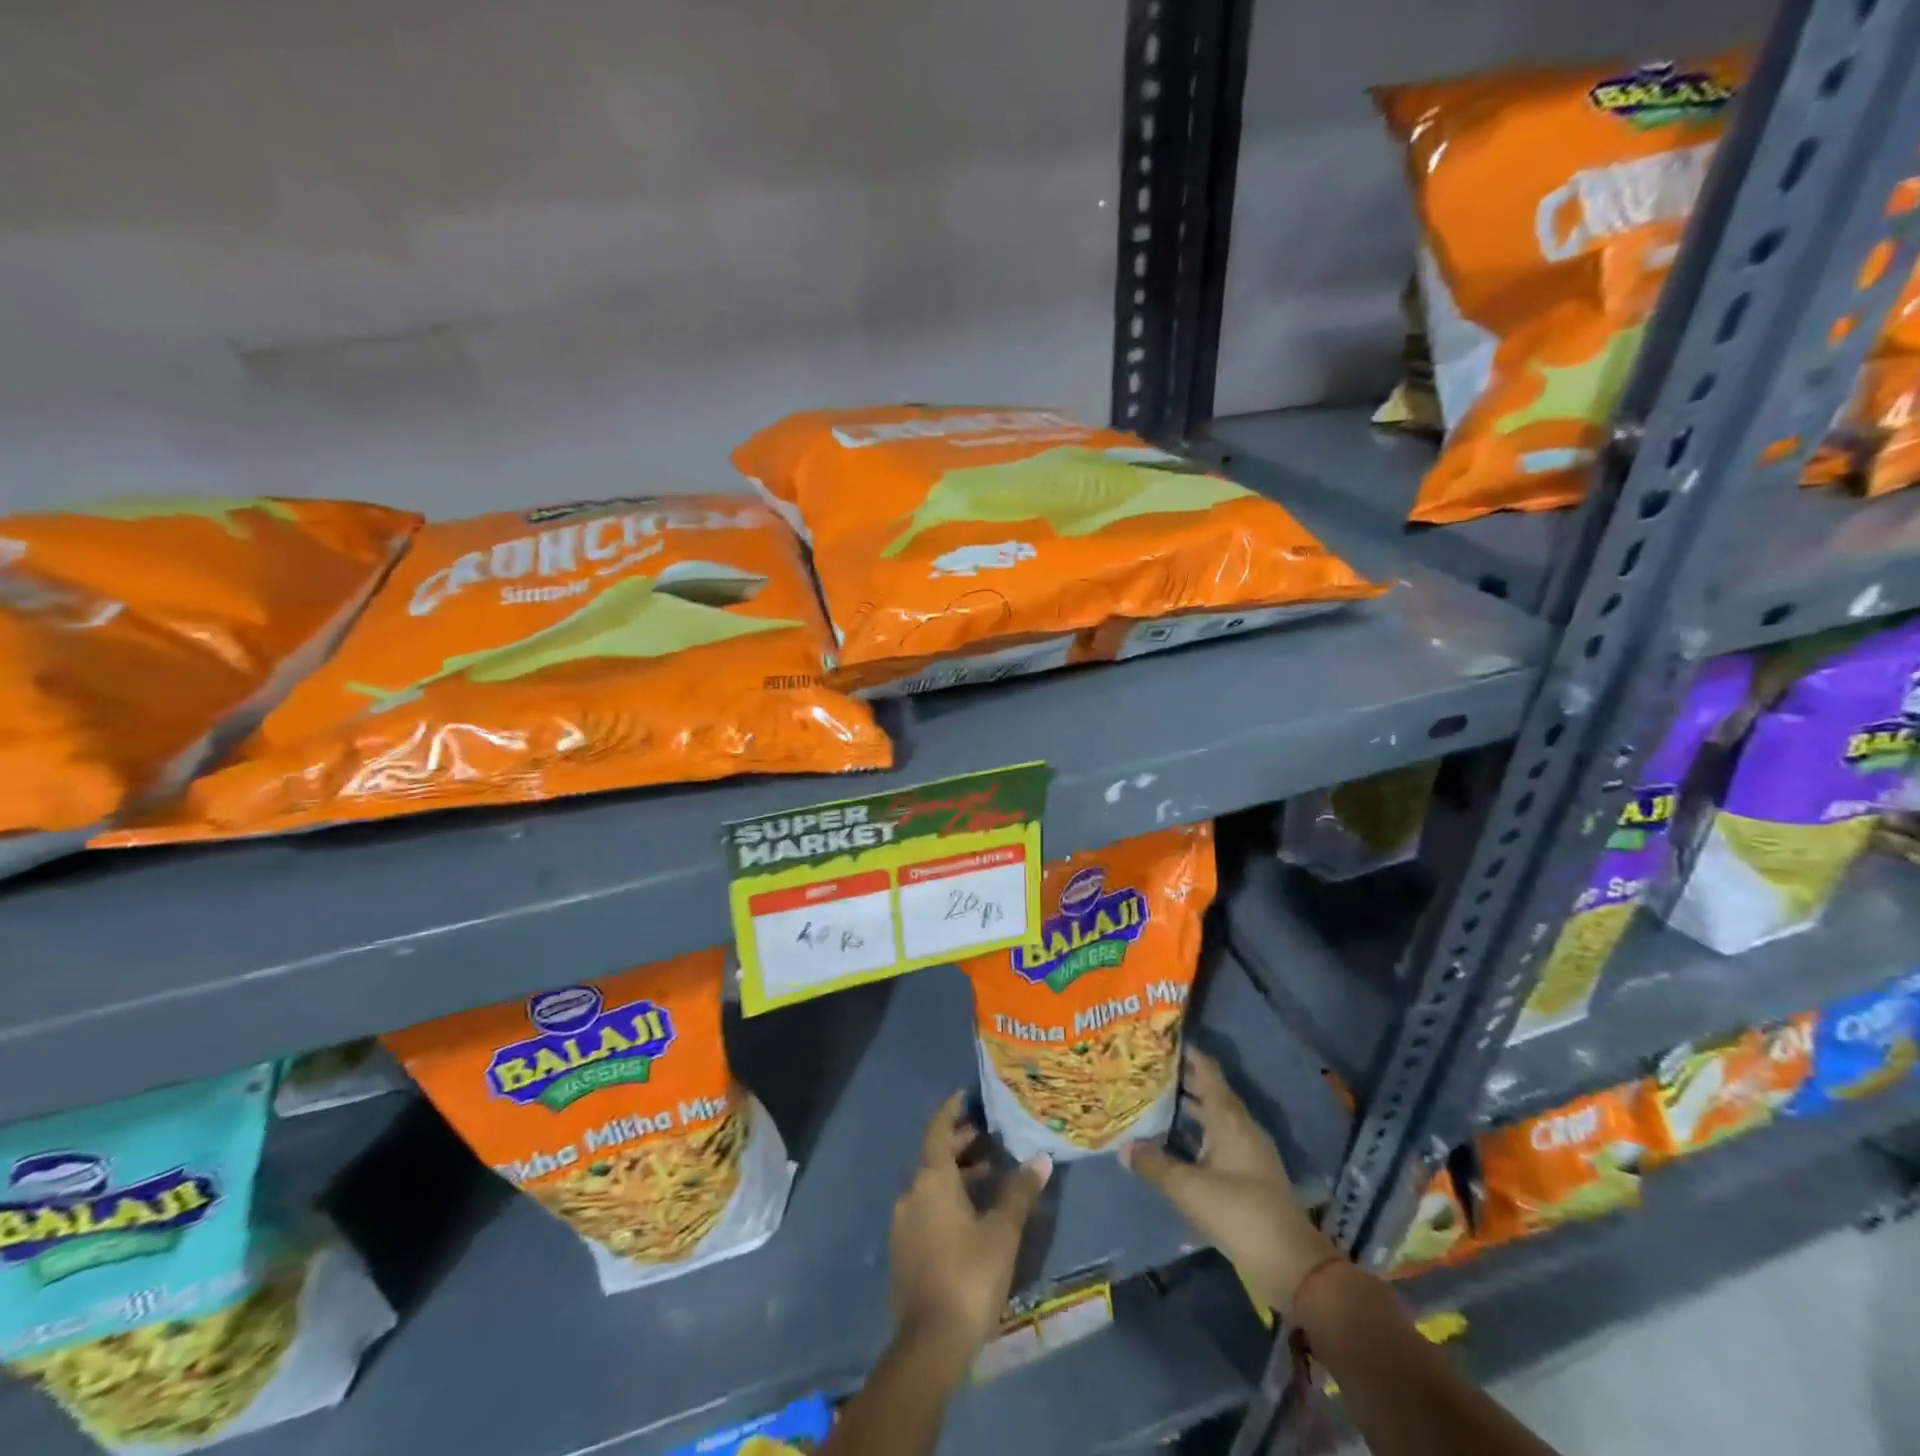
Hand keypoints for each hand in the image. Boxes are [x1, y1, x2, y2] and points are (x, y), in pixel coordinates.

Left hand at [888, 1092, 1051, 1375]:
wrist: (929, 1343)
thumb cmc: (969, 1275)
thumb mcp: (1003, 1232)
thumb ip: (1020, 1192)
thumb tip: (1041, 1158)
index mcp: (932, 1178)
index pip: (938, 1129)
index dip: (952, 1110)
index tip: (967, 1096)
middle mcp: (912, 1191)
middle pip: (934, 1155)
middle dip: (961, 1143)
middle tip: (990, 1136)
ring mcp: (904, 1221)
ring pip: (931, 1182)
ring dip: (957, 1173)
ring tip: (990, 1174)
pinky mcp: (903, 1248)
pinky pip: (926, 1206)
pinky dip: (947, 1197)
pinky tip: (971, 1213)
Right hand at [1122, 1050, 1339, 1319]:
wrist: (1291, 1264)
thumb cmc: (1239, 1213)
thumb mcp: (1188, 1188)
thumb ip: (1154, 1164)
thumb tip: (1124, 1147)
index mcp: (1228, 1118)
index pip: (1206, 1071)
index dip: (1186, 1052)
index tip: (1160, 1038)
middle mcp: (1240, 1127)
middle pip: (1209, 1091)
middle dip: (1181, 1079)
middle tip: (1146, 1068)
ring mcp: (1247, 1151)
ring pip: (1213, 1117)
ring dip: (1188, 1107)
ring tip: (1154, 1099)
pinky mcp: (1249, 1174)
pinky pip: (1217, 1139)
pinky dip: (1196, 1132)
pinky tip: (1175, 1142)